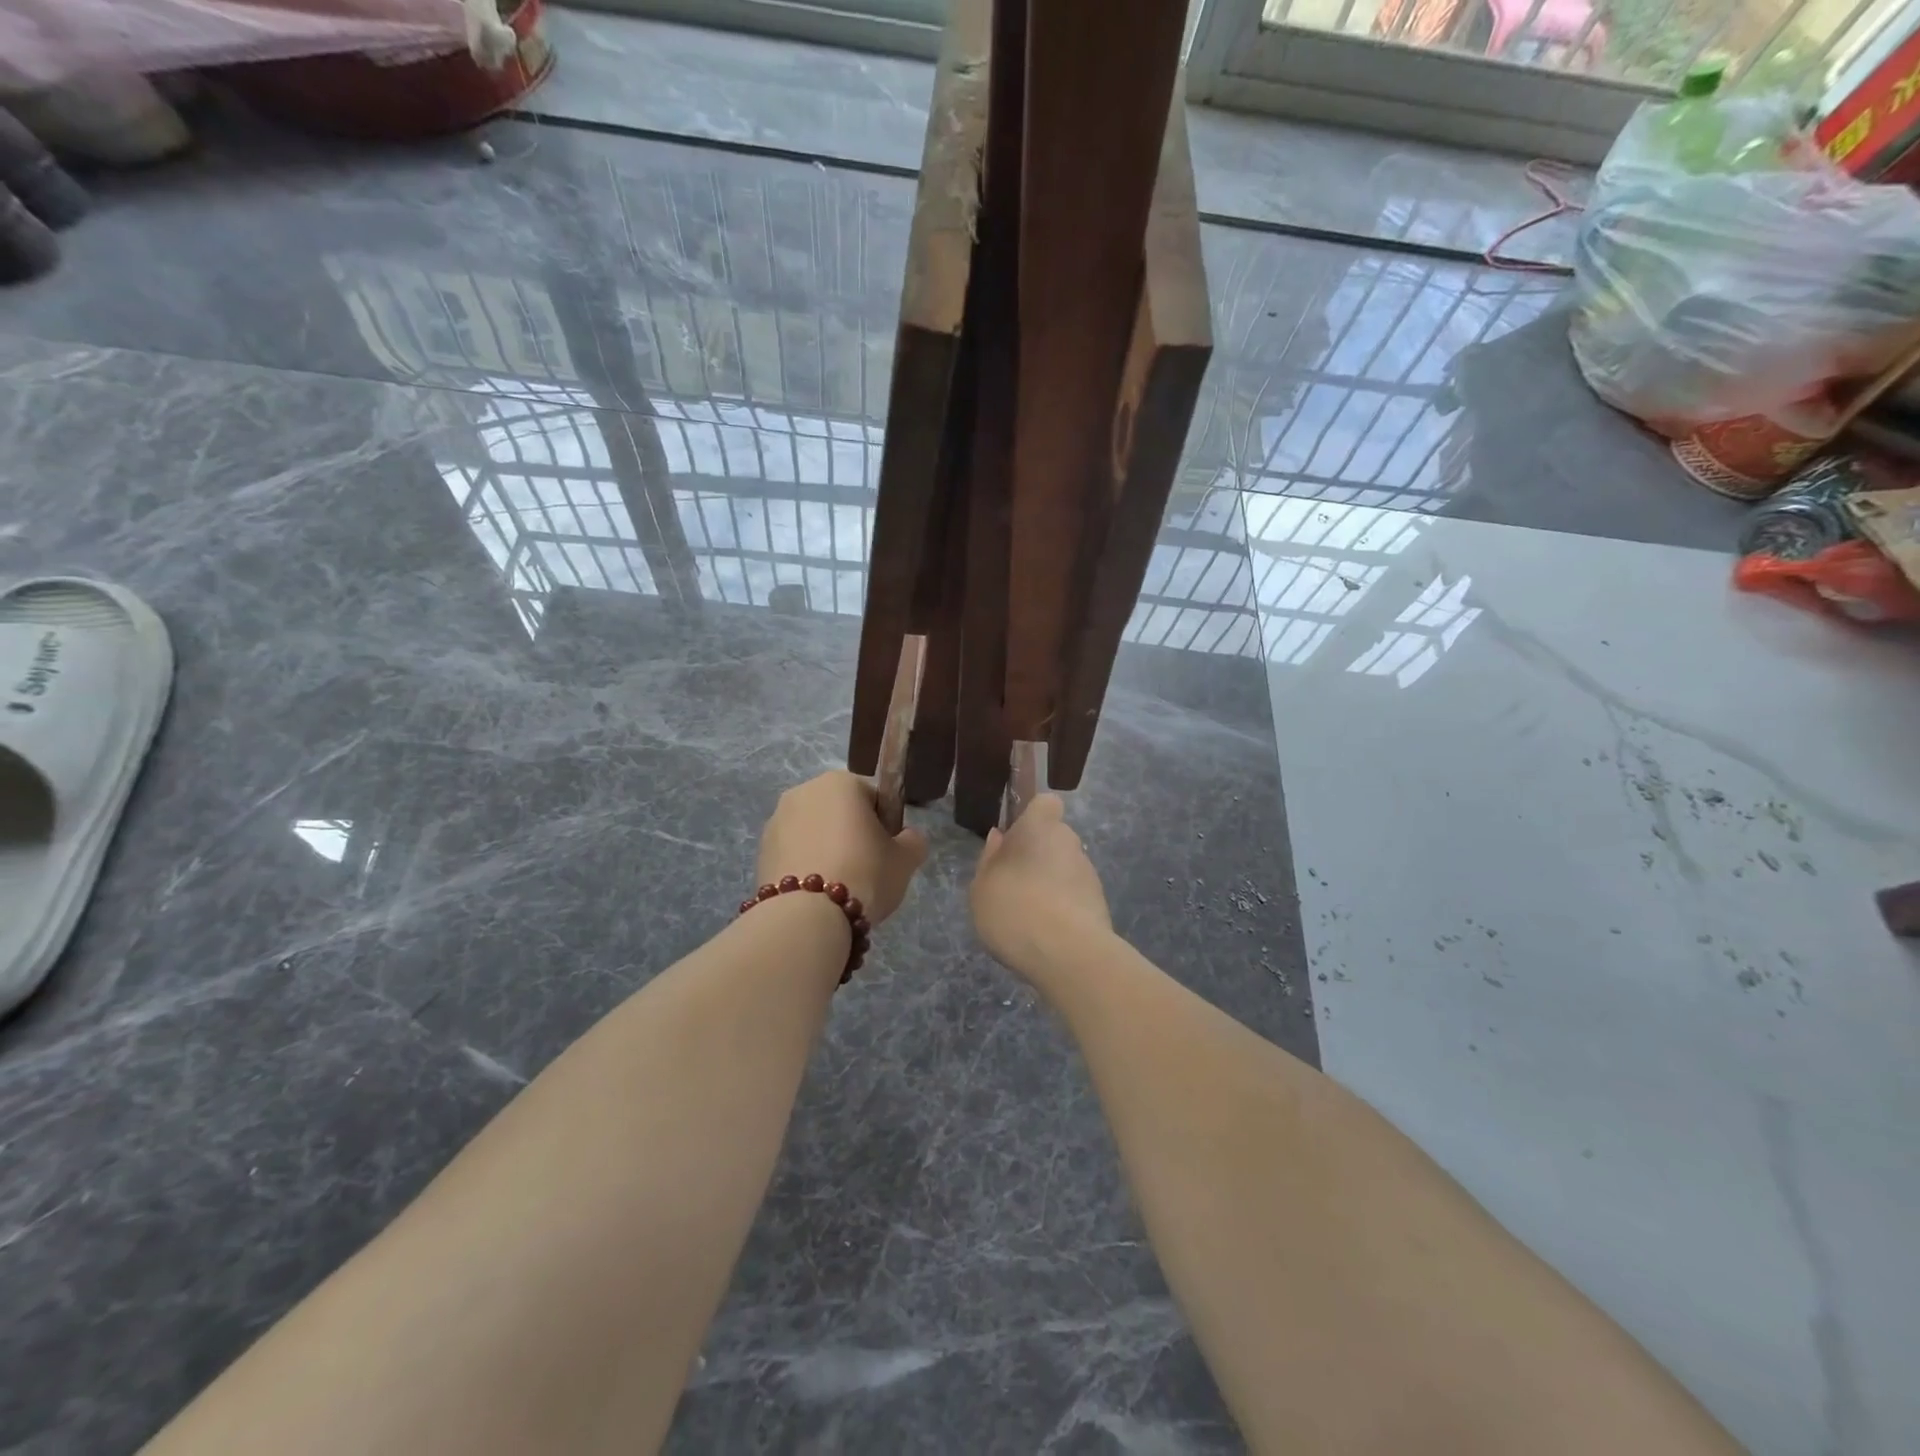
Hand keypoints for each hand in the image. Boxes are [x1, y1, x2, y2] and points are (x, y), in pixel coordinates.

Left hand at [757, 770, 928, 924]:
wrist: (807, 917)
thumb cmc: (864, 874)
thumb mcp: (906, 859)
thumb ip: (913, 841)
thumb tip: (907, 838)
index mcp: (840, 782)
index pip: (874, 797)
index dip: (885, 825)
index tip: (888, 852)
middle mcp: (803, 792)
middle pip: (839, 812)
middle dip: (852, 835)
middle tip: (867, 871)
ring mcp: (776, 821)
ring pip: (814, 833)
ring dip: (827, 850)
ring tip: (839, 888)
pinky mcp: (760, 852)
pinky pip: (794, 854)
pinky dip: (806, 868)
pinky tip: (816, 896)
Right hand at [970, 795, 1111, 976]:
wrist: (1068, 954)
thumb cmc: (1014, 908)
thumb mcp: (982, 886)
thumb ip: (990, 858)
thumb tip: (999, 837)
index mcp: (1039, 827)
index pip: (1046, 803)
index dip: (1033, 816)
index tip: (1015, 838)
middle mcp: (1069, 842)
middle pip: (1054, 838)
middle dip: (1038, 855)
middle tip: (1014, 884)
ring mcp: (1088, 873)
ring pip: (1065, 869)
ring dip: (1051, 884)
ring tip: (1028, 916)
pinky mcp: (1100, 903)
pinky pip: (1075, 896)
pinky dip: (1063, 908)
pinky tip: (1046, 934)